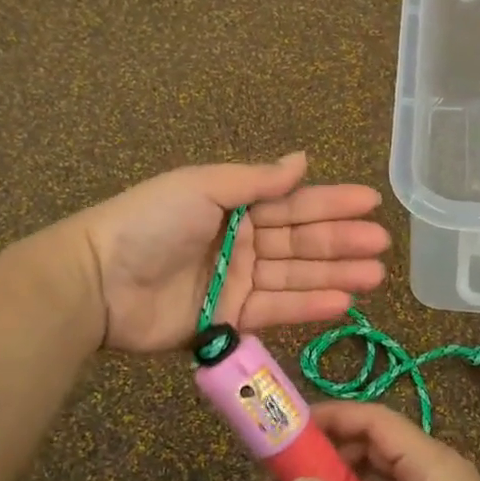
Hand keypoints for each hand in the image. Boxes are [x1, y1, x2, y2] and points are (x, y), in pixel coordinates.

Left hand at [73, 153, 389, 353]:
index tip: (371, 203)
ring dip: (335, 275)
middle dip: (341, 242)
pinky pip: (275, 311)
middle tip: (382, 246)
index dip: (332, 203)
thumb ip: (256, 180)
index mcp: (233, 205)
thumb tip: (303, 160)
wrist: (97, 281)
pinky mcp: (228, 320)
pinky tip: (342, 302)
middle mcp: (240, 241)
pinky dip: (308, 306)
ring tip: (375, 276)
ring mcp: (236, 282)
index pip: (293, 203)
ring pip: (295, 277)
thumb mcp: (202, 187)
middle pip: (300, 242)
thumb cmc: (150, 222)